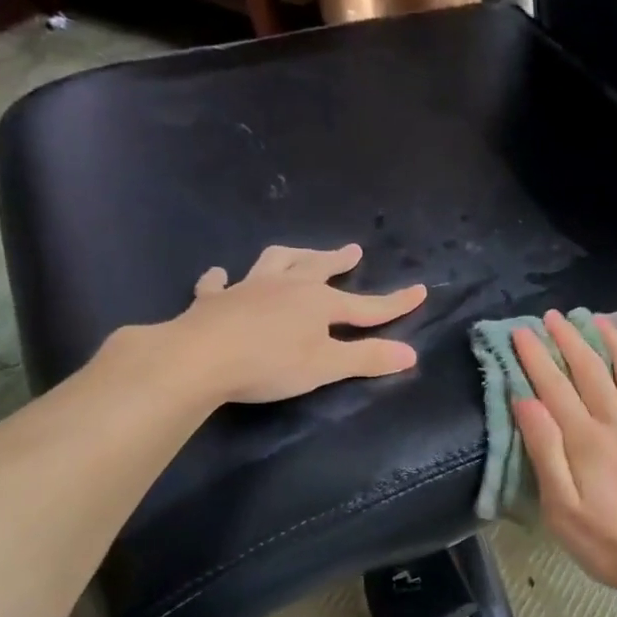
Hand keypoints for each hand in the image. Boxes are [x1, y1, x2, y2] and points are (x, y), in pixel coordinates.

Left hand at [157, 244, 425, 404]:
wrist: (197, 358)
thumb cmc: (269, 363)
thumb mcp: (326, 366)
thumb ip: (368, 358)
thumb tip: (412, 354)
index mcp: (318, 303)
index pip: (366, 305)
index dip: (394, 302)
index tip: (420, 291)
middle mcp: (286, 287)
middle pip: (318, 268)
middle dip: (337, 260)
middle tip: (351, 251)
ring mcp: (247, 289)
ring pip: (274, 263)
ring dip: (291, 257)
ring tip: (298, 254)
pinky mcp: (213, 301)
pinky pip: (218, 284)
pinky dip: (222, 279)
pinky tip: (220, 276)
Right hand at [511, 311, 616, 596]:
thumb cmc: (605, 542)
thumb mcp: (561, 508)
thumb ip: (545, 451)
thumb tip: (526, 401)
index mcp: (586, 440)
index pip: (554, 387)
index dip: (536, 357)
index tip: (520, 331)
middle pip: (591, 371)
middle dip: (570, 339)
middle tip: (552, 316)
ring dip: (613, 342)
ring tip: (599, 319)